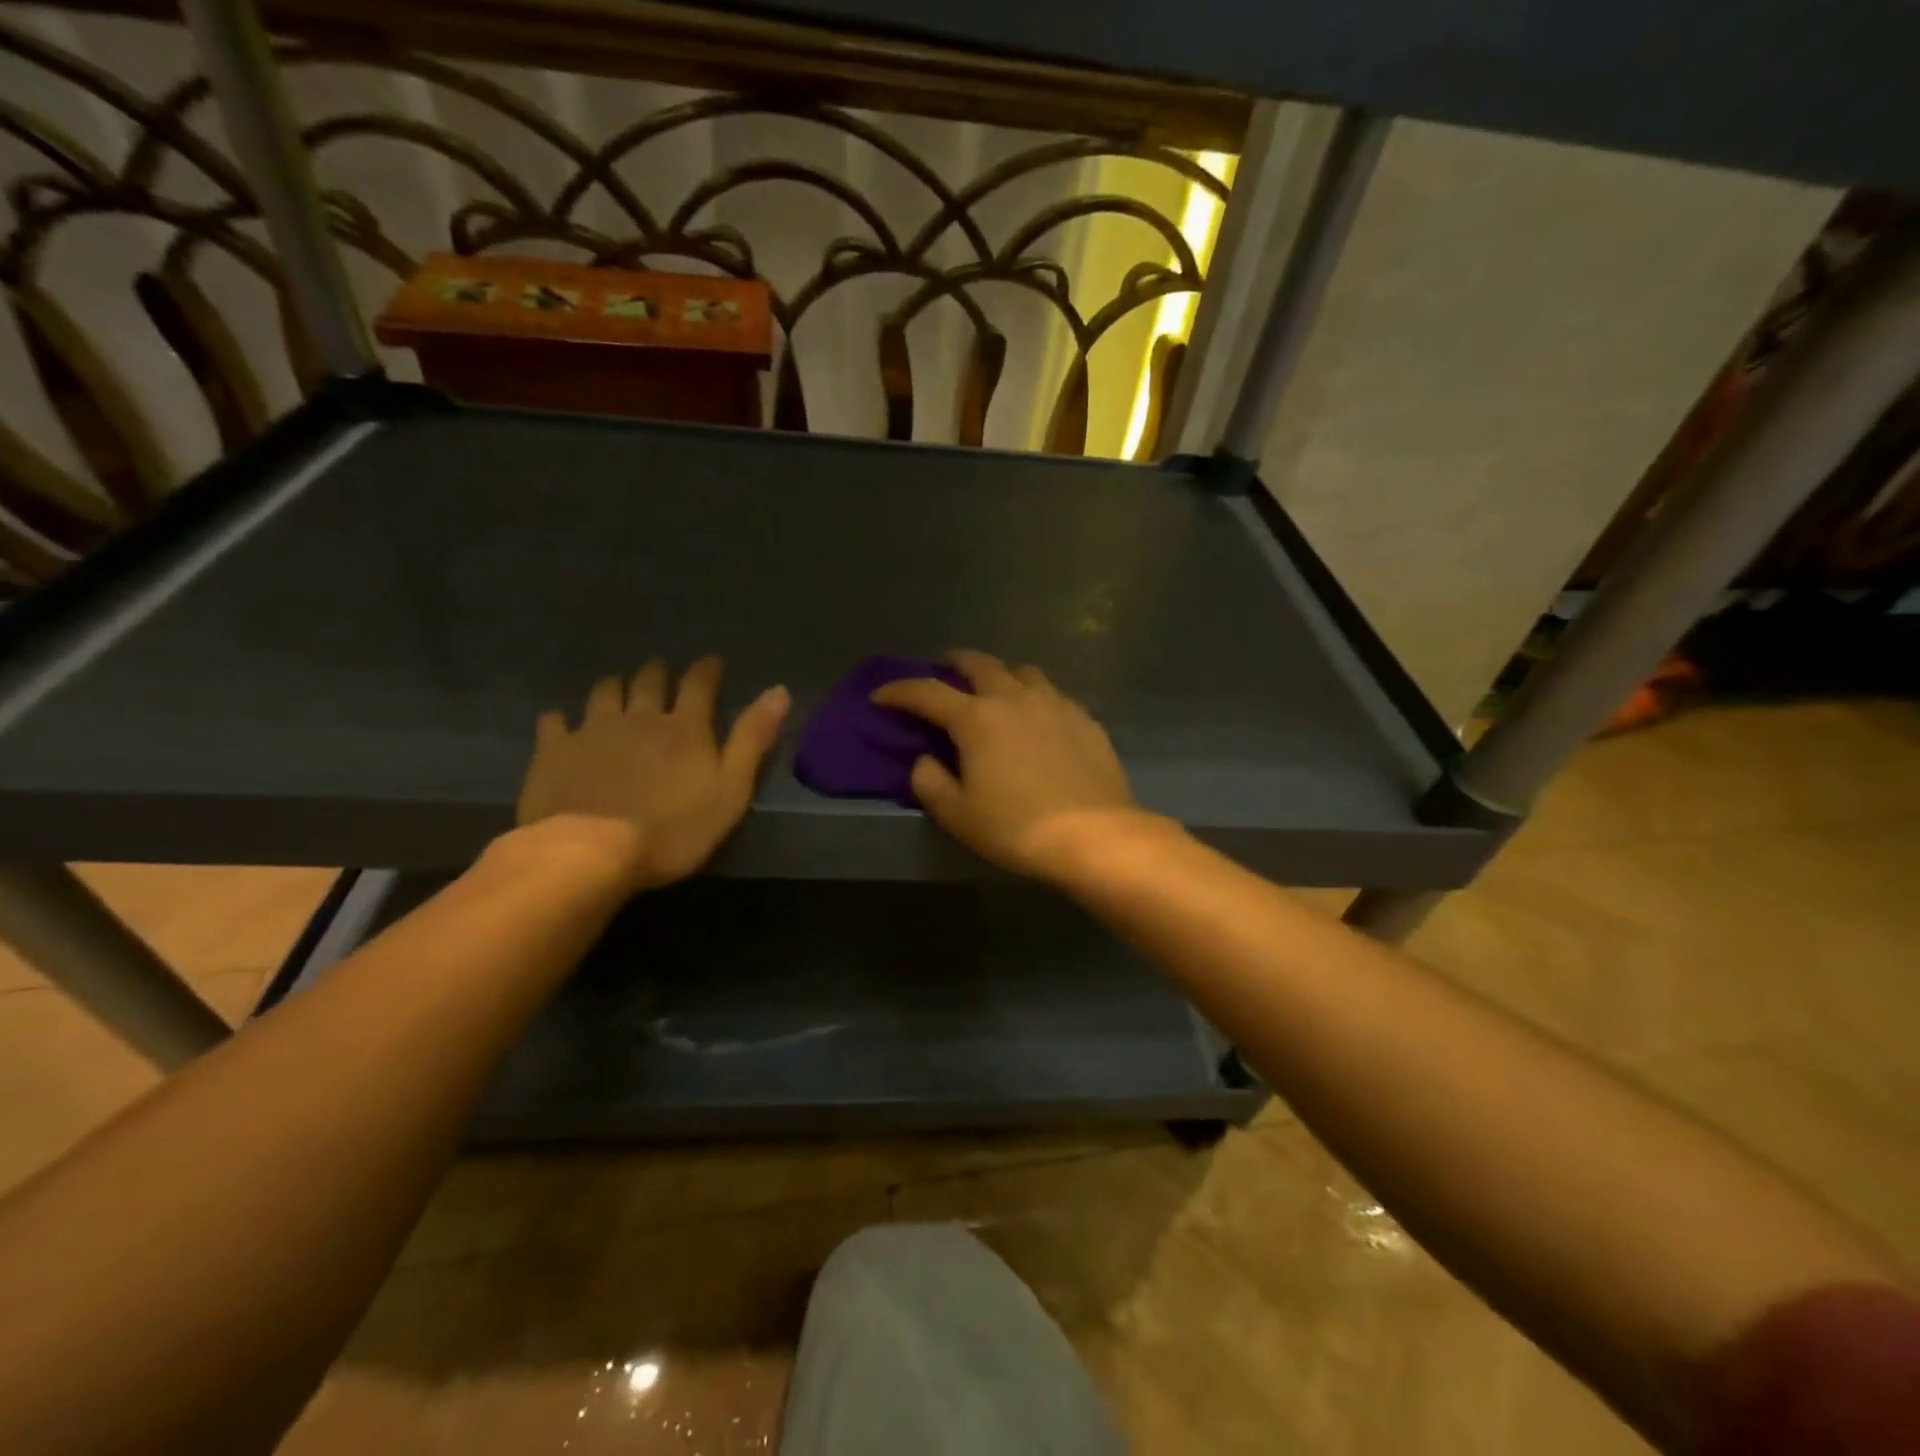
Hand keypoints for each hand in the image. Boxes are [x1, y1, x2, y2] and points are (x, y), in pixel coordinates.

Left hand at [515, 657, 789, 891]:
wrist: (590, 852)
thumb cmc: (673, 829)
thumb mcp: (731, 790)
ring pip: (605, 692)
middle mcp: (639, 717)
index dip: (707, 670)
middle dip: (658, 672)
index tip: (711, 662)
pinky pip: (555, 722)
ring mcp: (593, 731)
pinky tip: (561, 720)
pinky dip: (561, 717)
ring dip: (615, 685)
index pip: (699, 684)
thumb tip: (778, 690)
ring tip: (619, 686)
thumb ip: (752, 740)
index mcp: (685, 728)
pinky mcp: (555, 751)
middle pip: (649, 681)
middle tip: (662, 671)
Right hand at [870, 649, 1159, 879]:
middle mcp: (1014, 698)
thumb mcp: (957, 815)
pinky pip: (1053, 694)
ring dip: (1000, 674)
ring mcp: (1055, 703)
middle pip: (979, 663)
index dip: (898, 691)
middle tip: (942, 669)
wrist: (1094, 835)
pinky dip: (1034, 697)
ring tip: (994, 690)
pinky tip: (1037, 718)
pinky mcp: (1085, 718)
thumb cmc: (1017, 827)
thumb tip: (924, 759)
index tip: (880, 696)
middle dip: (954, 662)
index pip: (927, 692)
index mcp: (977, 718)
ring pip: (1022, 671)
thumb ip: (929, 782)